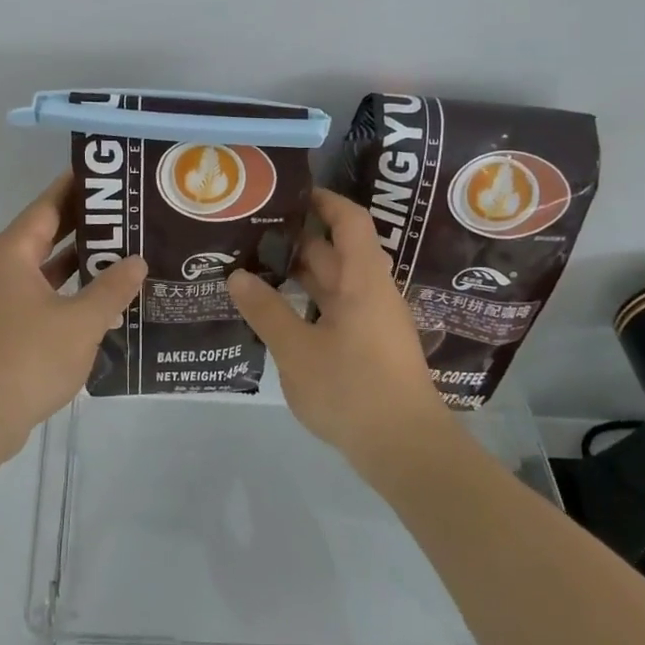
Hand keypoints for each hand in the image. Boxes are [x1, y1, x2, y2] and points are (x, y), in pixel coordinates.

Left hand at [0, 173, 146, 468]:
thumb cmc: (27, 360)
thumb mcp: (80, 323)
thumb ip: (112, 289)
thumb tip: (137, 261)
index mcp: (11, 253)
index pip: (47, 205)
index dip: (77, 188)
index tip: (108, 176)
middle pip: (45, 233)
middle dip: (84, 225)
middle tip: (127, 215)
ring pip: (42, 268)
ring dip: (77, 263)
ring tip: (122, 253)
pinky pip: (37, 295)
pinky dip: (65, 292)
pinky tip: (98, 301)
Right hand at [227, 188, 440, 463]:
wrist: (406, 451)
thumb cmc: (353, 390)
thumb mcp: (297, 351)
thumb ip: (266, 311)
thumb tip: (237, 276)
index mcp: (362, 281)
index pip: (349, 221)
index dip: (324, 201)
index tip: (289, 193)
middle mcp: (371, 294)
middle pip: (336, 252)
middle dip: (296, 240)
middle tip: (251, 234)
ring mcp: (372, 323)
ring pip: (333, 285)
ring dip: (298, 275)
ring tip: (253, 268)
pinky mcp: (369, 349)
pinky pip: (335, 311)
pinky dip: (307, 304)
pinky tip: (276, 313)